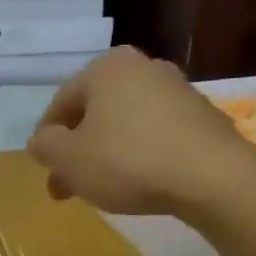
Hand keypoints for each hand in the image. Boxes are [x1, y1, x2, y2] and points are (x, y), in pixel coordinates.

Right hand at [28, 47, 255, 217]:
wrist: (212, 177)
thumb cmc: (127, 161)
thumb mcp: (68, 158)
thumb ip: (44, 146)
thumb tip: (42, 141)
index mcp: (105, 68)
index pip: (60, 103)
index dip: (46, 139)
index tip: (46, 169)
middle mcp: (142, 67)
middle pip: (95, 113)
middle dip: (77, 149)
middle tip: (68, 185)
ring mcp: (177, 89)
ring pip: (125, 123)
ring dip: (107, 152)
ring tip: (101, 188)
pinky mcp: (203, 115)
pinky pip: (156, 133)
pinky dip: (139, 153)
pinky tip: (138, 181)